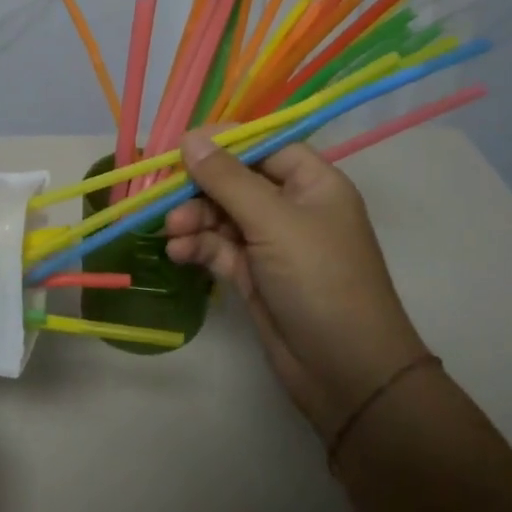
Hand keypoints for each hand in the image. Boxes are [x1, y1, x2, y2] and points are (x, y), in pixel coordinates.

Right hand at [165, 131, 430, 441]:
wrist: (347, 373)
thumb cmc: (320, 281)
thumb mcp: (274, 222)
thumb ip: (228, 179)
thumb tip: (191, 137)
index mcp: (313, 183)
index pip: (264, 145)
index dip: (223, 143)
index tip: (181, 146)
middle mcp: (293, 207)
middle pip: (236, 180)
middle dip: (200, 188)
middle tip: (164, 197)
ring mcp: (272, 243)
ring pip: (222, 215)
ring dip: (194, 219)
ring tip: (171, 232)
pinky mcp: (254, 275)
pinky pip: (219, 248)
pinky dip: (198, 247)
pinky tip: (178, 253)